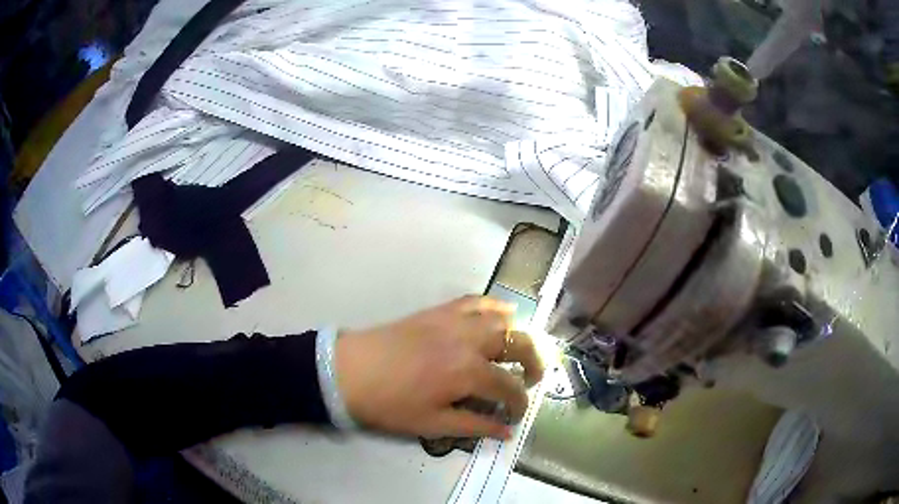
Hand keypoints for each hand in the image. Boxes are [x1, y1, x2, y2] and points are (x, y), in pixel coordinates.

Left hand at [335, 296, 544, 439]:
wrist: (349, 371)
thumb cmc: (389, 404)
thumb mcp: (432, 424)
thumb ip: (474, 426)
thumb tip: (506, 432)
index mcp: (468, 373)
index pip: (510, 387)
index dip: (519, 403)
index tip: (515, 415)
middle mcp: (469, 341)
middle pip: (518, 344)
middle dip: (533, 363)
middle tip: (531, 379)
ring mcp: (454, 321)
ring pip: (501, 319)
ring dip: (516, 335)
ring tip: (515, 352)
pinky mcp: (439, 311)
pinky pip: (475, 301)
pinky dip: (494, 306)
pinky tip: (501, 314)